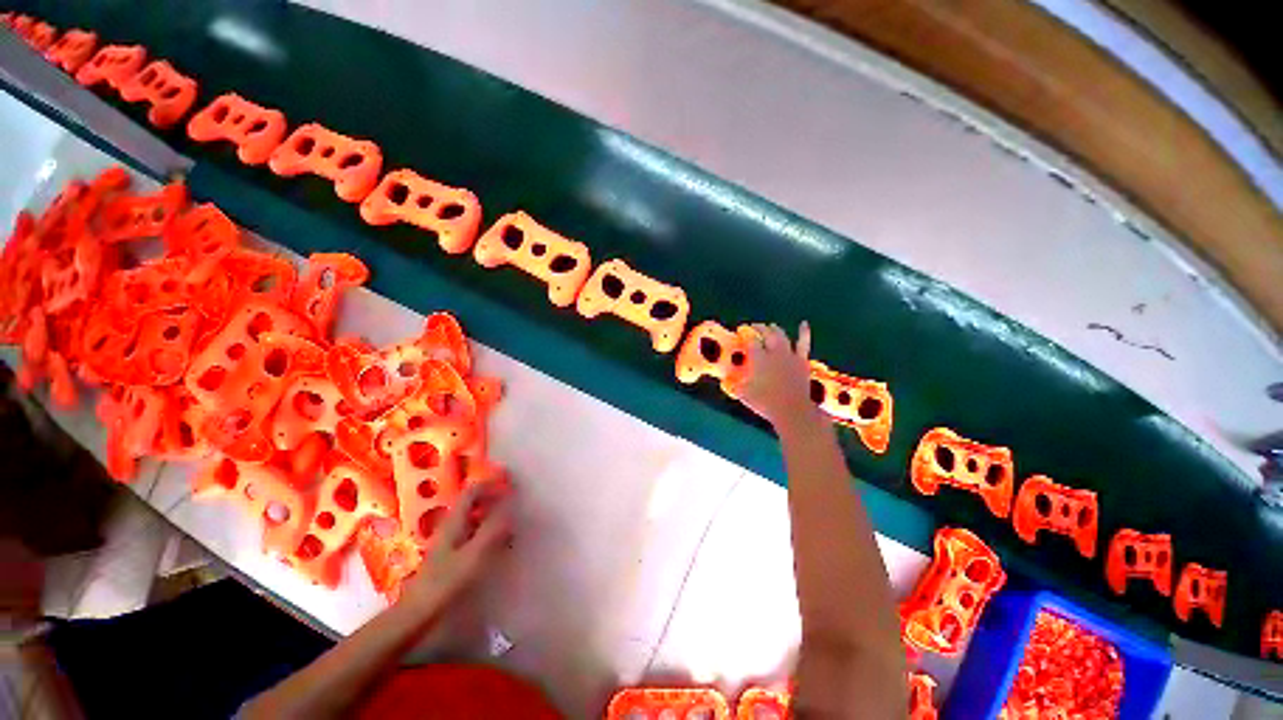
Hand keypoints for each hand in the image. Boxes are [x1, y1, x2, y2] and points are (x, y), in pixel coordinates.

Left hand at [399, 476, 513, 613]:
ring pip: (474, 519)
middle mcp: (450, 527)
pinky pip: (474, 535)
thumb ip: (493, 529)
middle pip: (473, 503)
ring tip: (513, 523)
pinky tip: (499, 545)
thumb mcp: (473, 555)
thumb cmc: (445, 584)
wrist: (415, 616)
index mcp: (454, 521)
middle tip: (516, 502)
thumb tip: (511, 505)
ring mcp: (450, 542)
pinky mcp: (451, 557)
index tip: (512, 485)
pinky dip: (488, 533)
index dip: (491, 485)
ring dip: (493, 516)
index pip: (472, 491)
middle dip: (494, 498)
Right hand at [739, 322, 819, 431]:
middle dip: (759, 329)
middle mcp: (773, 352)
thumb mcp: (744, 395)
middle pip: (766, 334)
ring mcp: (789, 355)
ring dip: (775, 329)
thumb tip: (726, 381)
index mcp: (758, 359)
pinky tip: (804, 324)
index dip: (745, 335)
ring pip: (781, 336)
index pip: (750, 341)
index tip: (740, 333)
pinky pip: (803, 344)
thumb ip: (734, 385)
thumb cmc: (765, 403)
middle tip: (753, 327)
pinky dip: (804, 333)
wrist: (792, 410)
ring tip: (770, 326)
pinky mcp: (801, 360)